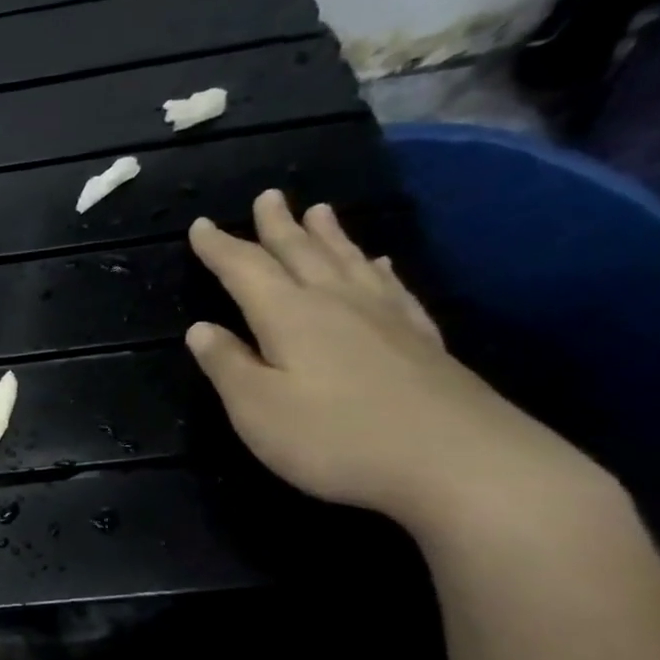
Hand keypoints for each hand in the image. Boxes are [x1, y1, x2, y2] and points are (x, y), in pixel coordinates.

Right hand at [185, 190, 595, 534]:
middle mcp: (337, 304)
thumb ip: (227, 365)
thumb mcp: (256, 408)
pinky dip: (378, 270)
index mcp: (289, 316)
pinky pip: (393, 289)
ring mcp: (386, 319)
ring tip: (320, 211)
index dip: (221, 248)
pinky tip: (379, 264)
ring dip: (329, 236)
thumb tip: (201, 329)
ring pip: (349, 263)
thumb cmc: (335, 437)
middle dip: (278, 227)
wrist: (459, 462)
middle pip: (302, 254)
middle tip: (268, 196)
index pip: (246, 270)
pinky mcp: (420, 341)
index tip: (200, 226)